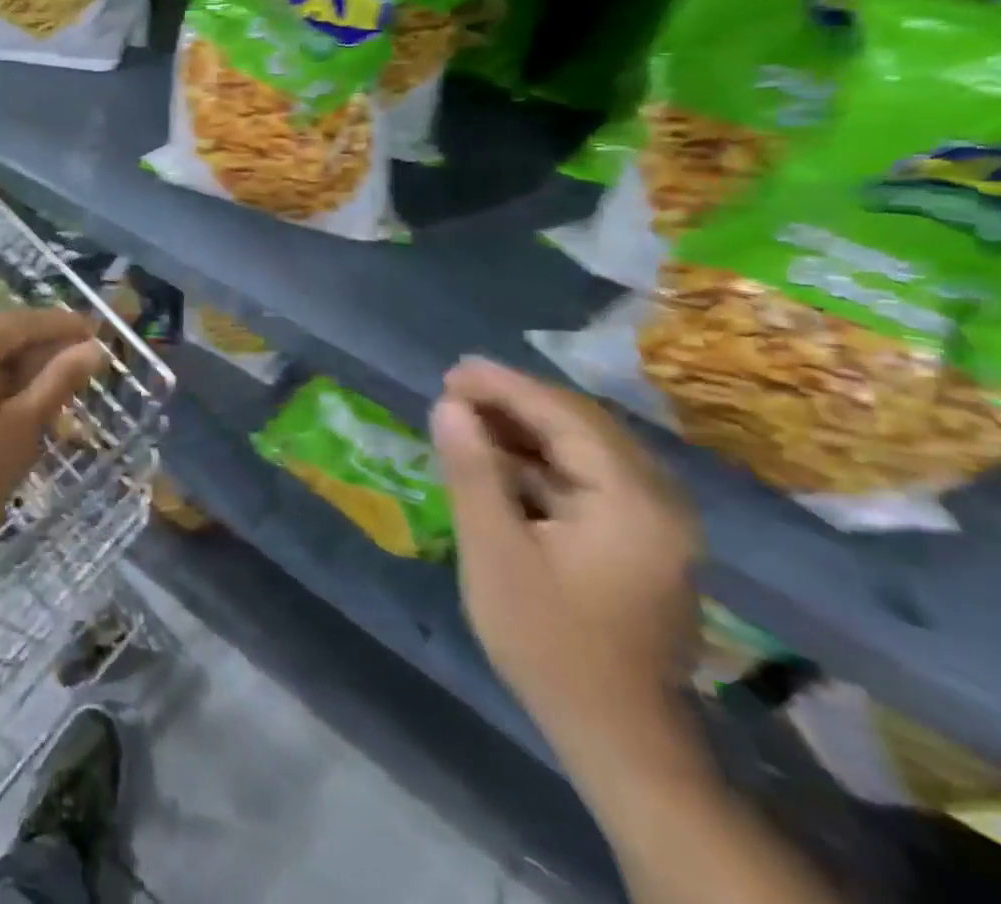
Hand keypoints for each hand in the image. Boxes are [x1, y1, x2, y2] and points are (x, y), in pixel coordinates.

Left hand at [0, 309, 107, 535]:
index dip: (61, 324)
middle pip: (5, 334)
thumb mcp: (25, 422)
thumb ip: (59, 379)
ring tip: (66, 377)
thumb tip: (93, 349)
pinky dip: (5, 377)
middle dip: (46, 344)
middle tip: (86, 356)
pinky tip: (32, 394)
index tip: (96, 330)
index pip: (22, 322)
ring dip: (27, 363)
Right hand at [432, 358, 699, 769]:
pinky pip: (588, 476)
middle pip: (582, 425)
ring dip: (526, 428)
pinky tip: (498, 458)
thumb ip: (472, 472)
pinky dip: (540, 459)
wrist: (615, 734)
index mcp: (633, 502)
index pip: (566, 418)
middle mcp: (658, 502)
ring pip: (585, 448)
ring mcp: (655, 522)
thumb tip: (448, 406)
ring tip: (466, 415)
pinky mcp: (640, 540)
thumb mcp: (495, 552)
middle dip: (515, 400)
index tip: (452, 371)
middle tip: (453, 388)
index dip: (505, 387)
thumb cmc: (548, 642)